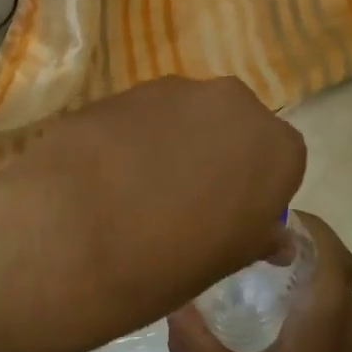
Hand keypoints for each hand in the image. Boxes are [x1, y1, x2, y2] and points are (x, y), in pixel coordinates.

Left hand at [0, 77, 304, 342]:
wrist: (72, 235)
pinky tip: (105, 173)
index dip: (253, 190)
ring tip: (136, 189)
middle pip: (233, 128)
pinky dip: (133, 138)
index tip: (229, 217)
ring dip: (172, 143)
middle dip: (216, 156)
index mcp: (276, 148)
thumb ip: (257, 236)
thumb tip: (275, 237)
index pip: (279, 162)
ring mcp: (173, 89)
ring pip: (186, 116)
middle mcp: (232, 103)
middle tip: (184, 201)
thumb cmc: (167, 262)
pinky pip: (141, 115)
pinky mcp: (121, 89)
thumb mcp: (227, 263)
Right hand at [168, 213, 351, 351]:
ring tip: (264, 280)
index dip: (311, 227)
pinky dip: (317, 308)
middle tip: (258, 244)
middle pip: (335, 271)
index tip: (276, 213)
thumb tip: (171, 303)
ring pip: (339, 297)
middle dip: (304, 248)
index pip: (331, 255)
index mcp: (324, 326)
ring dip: (309, 279)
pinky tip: (283, 328)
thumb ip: (197, 346)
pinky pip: (343, 322)